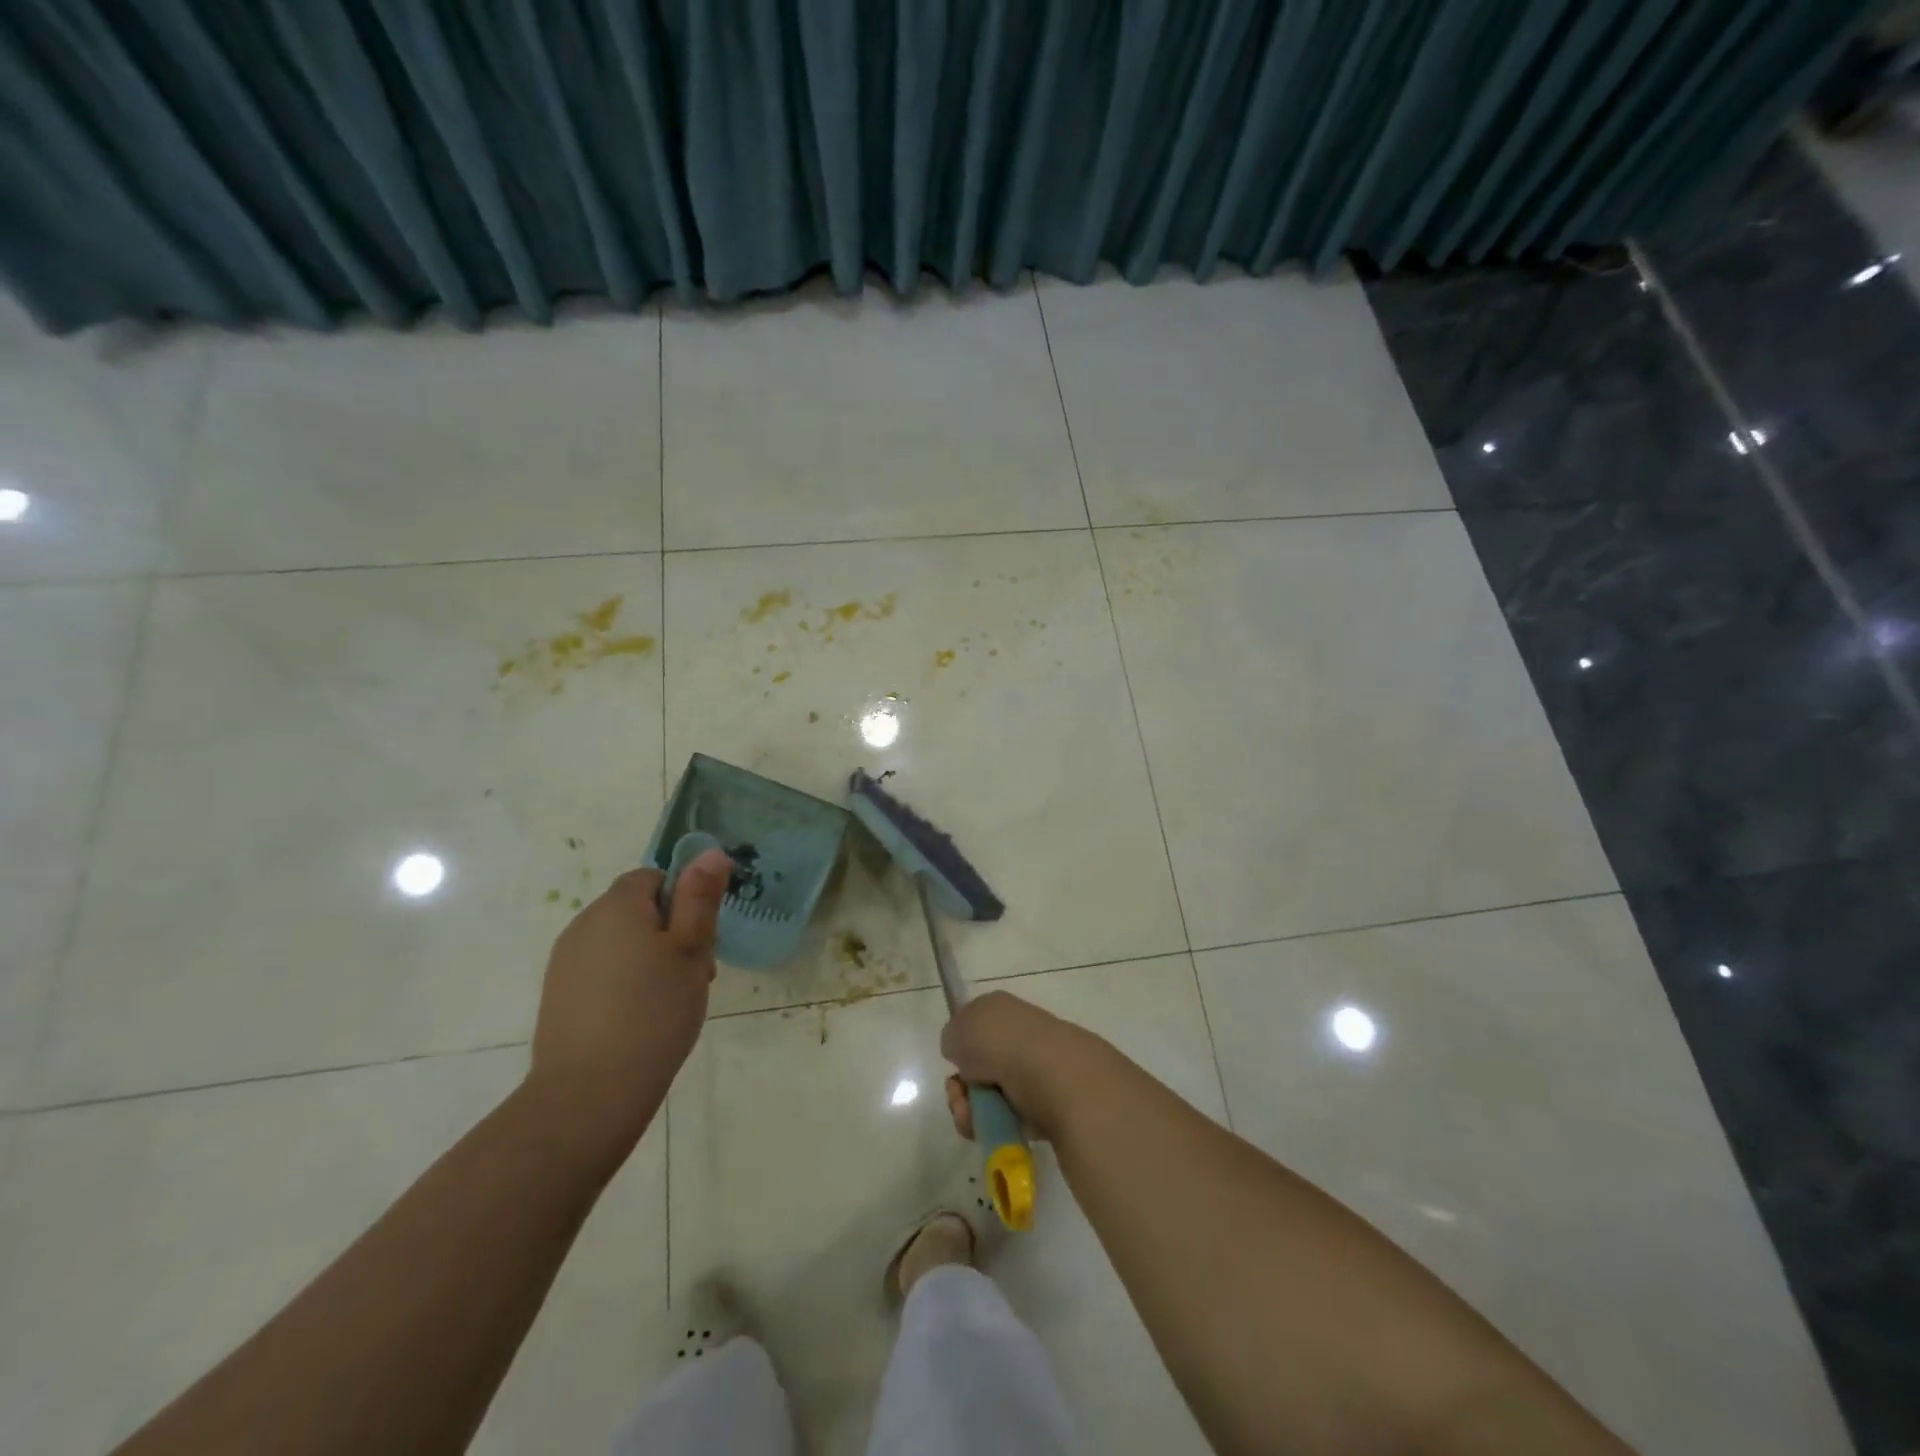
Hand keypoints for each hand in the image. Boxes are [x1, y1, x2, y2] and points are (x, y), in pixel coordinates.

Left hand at [525, 850, 730, 1168]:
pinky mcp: (558, 995)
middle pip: (637, 910)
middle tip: (694, 975)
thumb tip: (711, 852)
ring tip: (670, 1001)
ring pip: (621, 943)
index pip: (653, 878)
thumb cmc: (653, 1012)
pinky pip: (602, 971)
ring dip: (649, 960)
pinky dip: (625, 984)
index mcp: (617, 906)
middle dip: (670, 933)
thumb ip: (700, 898)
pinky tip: (640, 1019)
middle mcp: (584, 924)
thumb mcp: (690, 950)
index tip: (700, 941)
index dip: (683, 902)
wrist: (589, 1094)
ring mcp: (565, 962)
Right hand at [940, 990, 1089, 1141]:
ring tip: (973, 1118)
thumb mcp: (959, 1027)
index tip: (953, 1062)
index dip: (960, 1048)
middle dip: (961, 1089)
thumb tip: (962, 1050)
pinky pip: (1010, 1120)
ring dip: (972, 1112)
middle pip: (980, 1068)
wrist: (1052, 1075)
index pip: (976, 1028)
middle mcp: (1021, 1037)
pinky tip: (992, 1127)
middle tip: (959, 1096)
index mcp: (1004, 1011)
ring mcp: (1036, 1071)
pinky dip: (995, 1126)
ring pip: (991, 1097)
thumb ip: (953, 1036)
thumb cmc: (1001, 1042)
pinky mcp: (1047, 1106)